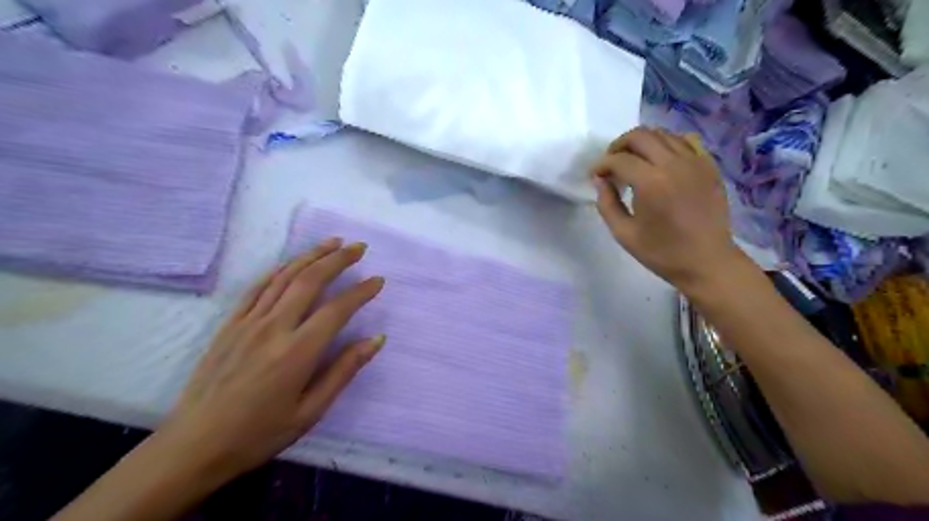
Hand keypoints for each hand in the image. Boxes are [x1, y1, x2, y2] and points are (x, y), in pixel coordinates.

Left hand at [159, 241, 383, 483]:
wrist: (194, 445)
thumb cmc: (259, 433)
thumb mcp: (311, 411)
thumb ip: (344, 370)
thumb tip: (376, 339)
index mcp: (297, 352)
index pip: (337, 309)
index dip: (361, 292)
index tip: (378, 280)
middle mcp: (274, 328)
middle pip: (311, 280)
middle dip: (338, 259)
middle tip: (359, 247)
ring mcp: (248, 322)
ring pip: (284, 277)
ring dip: (311, 255)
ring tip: (333, 242)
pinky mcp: (230, 324)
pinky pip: (257, 287)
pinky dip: (278, 270)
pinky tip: (292, 262)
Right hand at [595, 126, 744, 292]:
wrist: (707, 261)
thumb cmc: (662, 252)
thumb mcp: (623, 233)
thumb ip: (607, 203)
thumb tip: (600, 181)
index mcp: (651, 183)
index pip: (618, 159)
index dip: (602, 165)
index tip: (595, 176)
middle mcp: (673, 164)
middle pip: (640, 136)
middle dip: (619, 146)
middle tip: (611, 163)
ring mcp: (695, 161)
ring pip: (662, 134)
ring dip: (641, 143)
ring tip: (633, 161)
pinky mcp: (708, 165)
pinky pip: (686, 140)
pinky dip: (667, 143)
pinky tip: (660, 160)